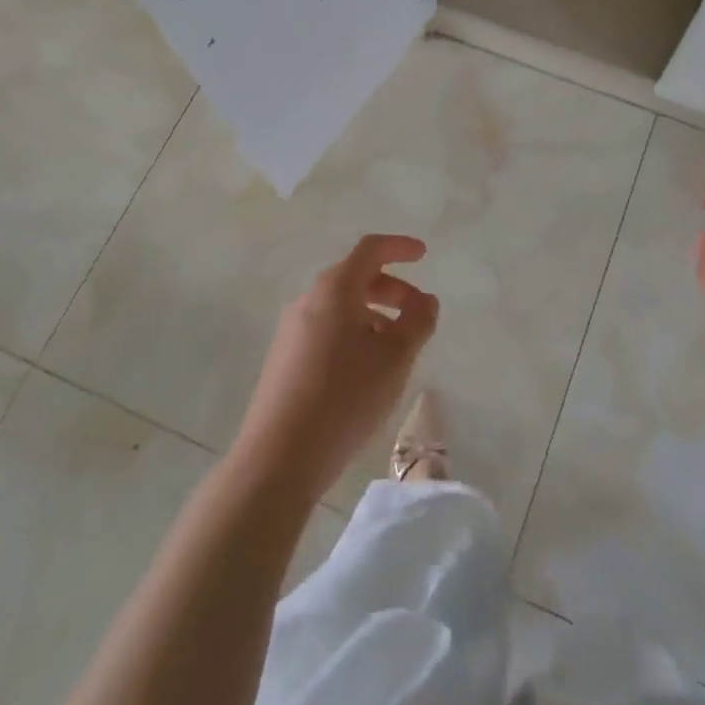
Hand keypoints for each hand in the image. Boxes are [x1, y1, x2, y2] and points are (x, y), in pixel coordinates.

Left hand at [232, 234, 439, 504]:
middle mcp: (308, 300)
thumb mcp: (395, 358)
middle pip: (356, 278)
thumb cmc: (345, 396)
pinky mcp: (284, 359)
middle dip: (392, 289)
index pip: (370, 249)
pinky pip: (326, 330)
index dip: (399, 247)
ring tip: (397, 349)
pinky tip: (367, 371)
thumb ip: (418, 321)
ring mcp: (291, 330)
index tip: (423, 254)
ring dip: (374, 315)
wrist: (278, 457)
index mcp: (335, 289)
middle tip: (419, 314)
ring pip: (341, 307)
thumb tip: (425, 301)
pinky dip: (354, 334)